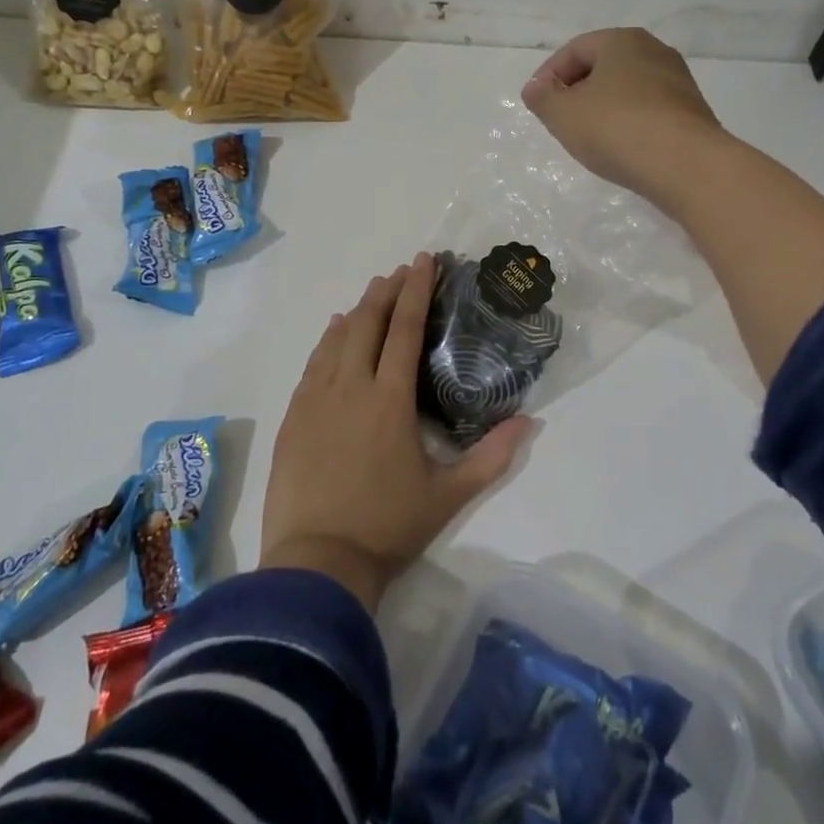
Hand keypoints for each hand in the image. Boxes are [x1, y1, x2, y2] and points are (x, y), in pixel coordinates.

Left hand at [259, 253, 532, 612]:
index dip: (416, 291)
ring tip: (372, 294)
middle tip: (401, 271)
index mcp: (390, 399)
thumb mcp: (449, 495)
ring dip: (358, 311)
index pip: (404, 329)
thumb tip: (530, 421)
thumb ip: (492, 456)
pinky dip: (328, 341)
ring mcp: (315, 399)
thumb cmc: (388, 527)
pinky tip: (334, 333)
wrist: (317, 561)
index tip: (424, 261)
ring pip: (336, 338)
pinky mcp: (293, 416)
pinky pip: (312, 364)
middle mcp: (350, 386)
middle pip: (368, 322)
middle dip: (386, 290)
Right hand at [522, 28, 727, 210]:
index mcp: (622, 41)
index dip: (549, 75)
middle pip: (603, 66)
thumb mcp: (563, 115)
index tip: (537, 104)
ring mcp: (678, 81)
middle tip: (560, 120)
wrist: (687, 165)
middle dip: (577, 91)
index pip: (574, 49)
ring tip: (589, 137)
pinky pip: (648, 110)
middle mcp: (654, 51)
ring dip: (603, 108)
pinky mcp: (692, 111)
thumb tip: (536, 88)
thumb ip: (542, 98)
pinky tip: (622, 147)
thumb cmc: (616, 129)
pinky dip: (628, 122)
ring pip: (627, 88)